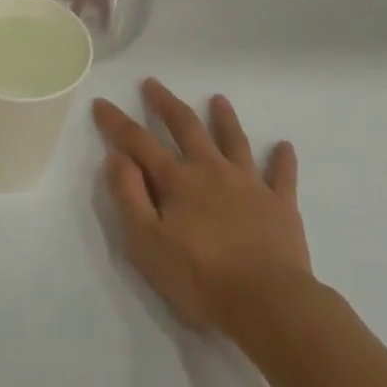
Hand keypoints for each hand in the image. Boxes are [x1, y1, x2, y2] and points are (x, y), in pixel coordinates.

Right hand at [94, 79, 311, 335]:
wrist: (268, 303)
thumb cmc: (200, 277)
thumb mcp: (146, 242)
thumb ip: (128, 196)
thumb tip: (116, 157)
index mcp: (176, 180)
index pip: (138, 141)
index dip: (116, 122)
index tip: (101, 102)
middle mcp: (211, 170)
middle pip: (186, 127)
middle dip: (166, 104)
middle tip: (152, 84)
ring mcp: (249, 183)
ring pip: (234, 140)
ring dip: (224, 118)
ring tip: (218, 99)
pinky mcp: (280, 204)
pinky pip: (282, 175)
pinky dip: (282, 159)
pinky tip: (285, 146)